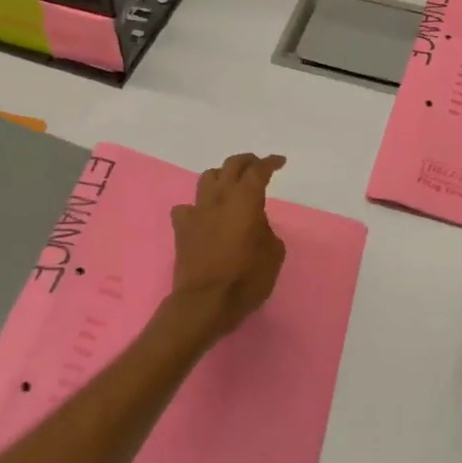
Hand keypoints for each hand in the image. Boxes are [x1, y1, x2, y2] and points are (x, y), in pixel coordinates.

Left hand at [168, 153, 287, 339]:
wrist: (206, 301)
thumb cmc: (246, 279)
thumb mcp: (273, 254)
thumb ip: (266, 230)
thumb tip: (255, 224)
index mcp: (246, 200)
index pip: (258, 171)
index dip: (270, 163)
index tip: (279, 162)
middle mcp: (220, 198)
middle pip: (231, 166)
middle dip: (246, 161)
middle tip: (257, 166)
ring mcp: (197, 212)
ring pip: (207, 179)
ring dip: (221, 176)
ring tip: (230, 185)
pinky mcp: (182, 229)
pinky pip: (187, 208)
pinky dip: (197, 207)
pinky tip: (204, 216)